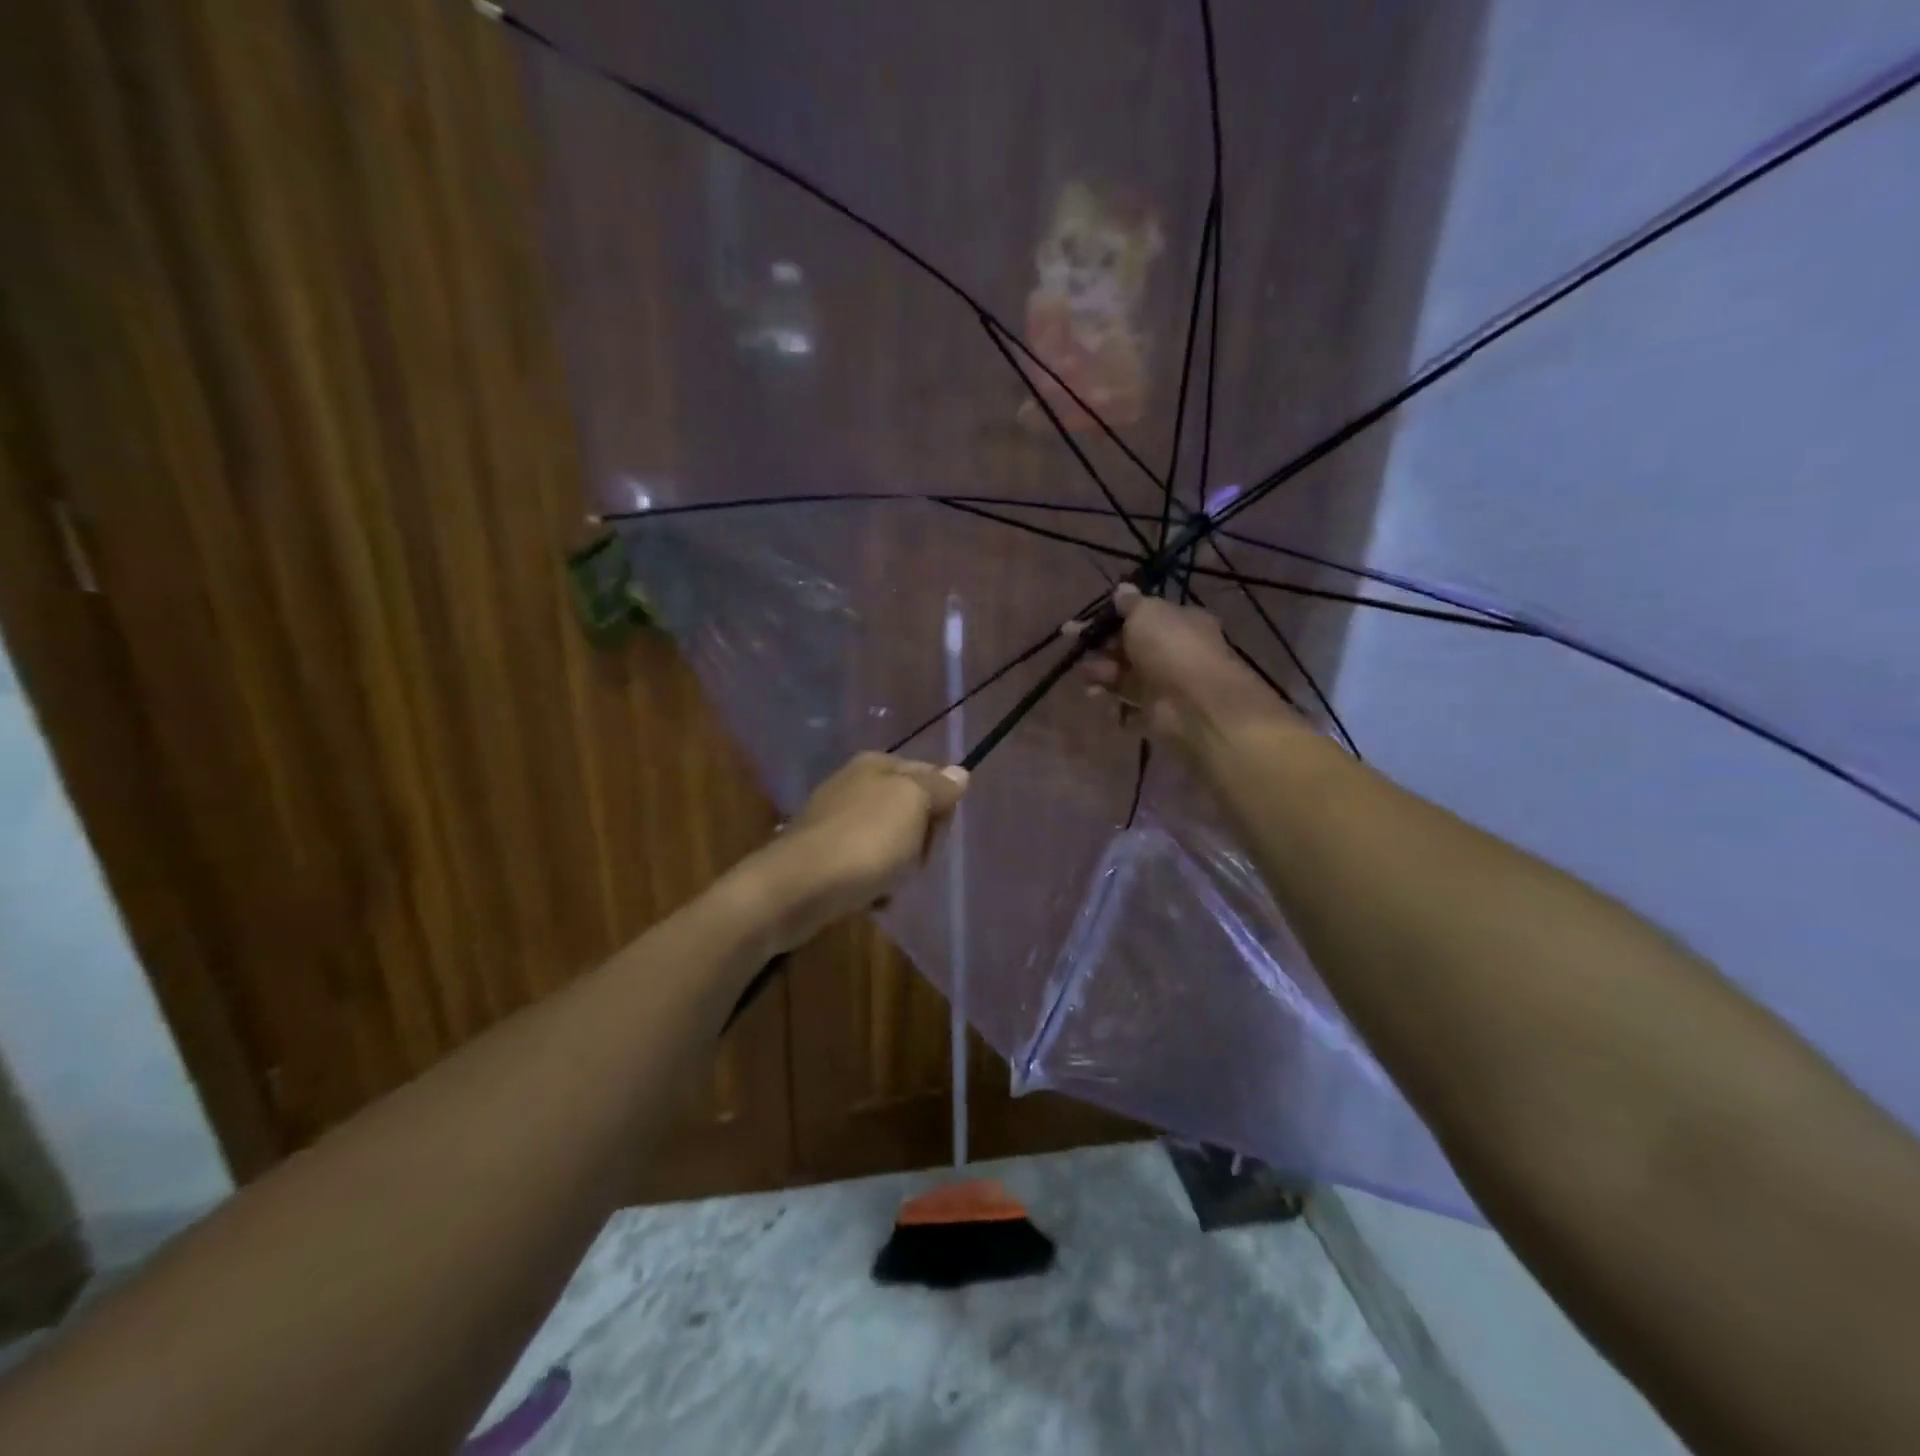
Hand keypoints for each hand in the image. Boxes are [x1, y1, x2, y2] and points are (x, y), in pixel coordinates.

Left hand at [745, 753, 968, 953]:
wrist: (799, 888)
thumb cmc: (865, 840)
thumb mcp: (913, 804)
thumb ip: (938, 787)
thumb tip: (958, 772)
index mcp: (876, 764)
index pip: (929, 775)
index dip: (941, 804)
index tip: (937, 829)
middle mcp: (853, 784)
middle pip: (910, 810)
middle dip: (920, 838)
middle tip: (914, 858)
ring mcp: (835, 820)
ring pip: (889, 842)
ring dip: (898, 866)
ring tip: (890, 883)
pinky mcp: (823, 855)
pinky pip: (865, 867)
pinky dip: (873, 883)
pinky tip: (871, 897)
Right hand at [1076, 584, 1298, 757]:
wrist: (1196, 704)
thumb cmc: (1171, 648)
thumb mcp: (1147, 613)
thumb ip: (1130, 603)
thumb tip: (1122, 589)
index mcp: (1177, 621)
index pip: (1138, 617)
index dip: (1107, 620)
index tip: (1077, 626)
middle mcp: (1172, 650)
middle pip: (1127, 647)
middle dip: (1099, 650)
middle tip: (1077, 651)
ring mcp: (1164, 683)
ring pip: (1124, 677)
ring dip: (1103, 678)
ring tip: (1091, 684)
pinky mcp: (1157, 713)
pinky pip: (1129, 707)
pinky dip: (1117, 707)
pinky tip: (1110, 706)